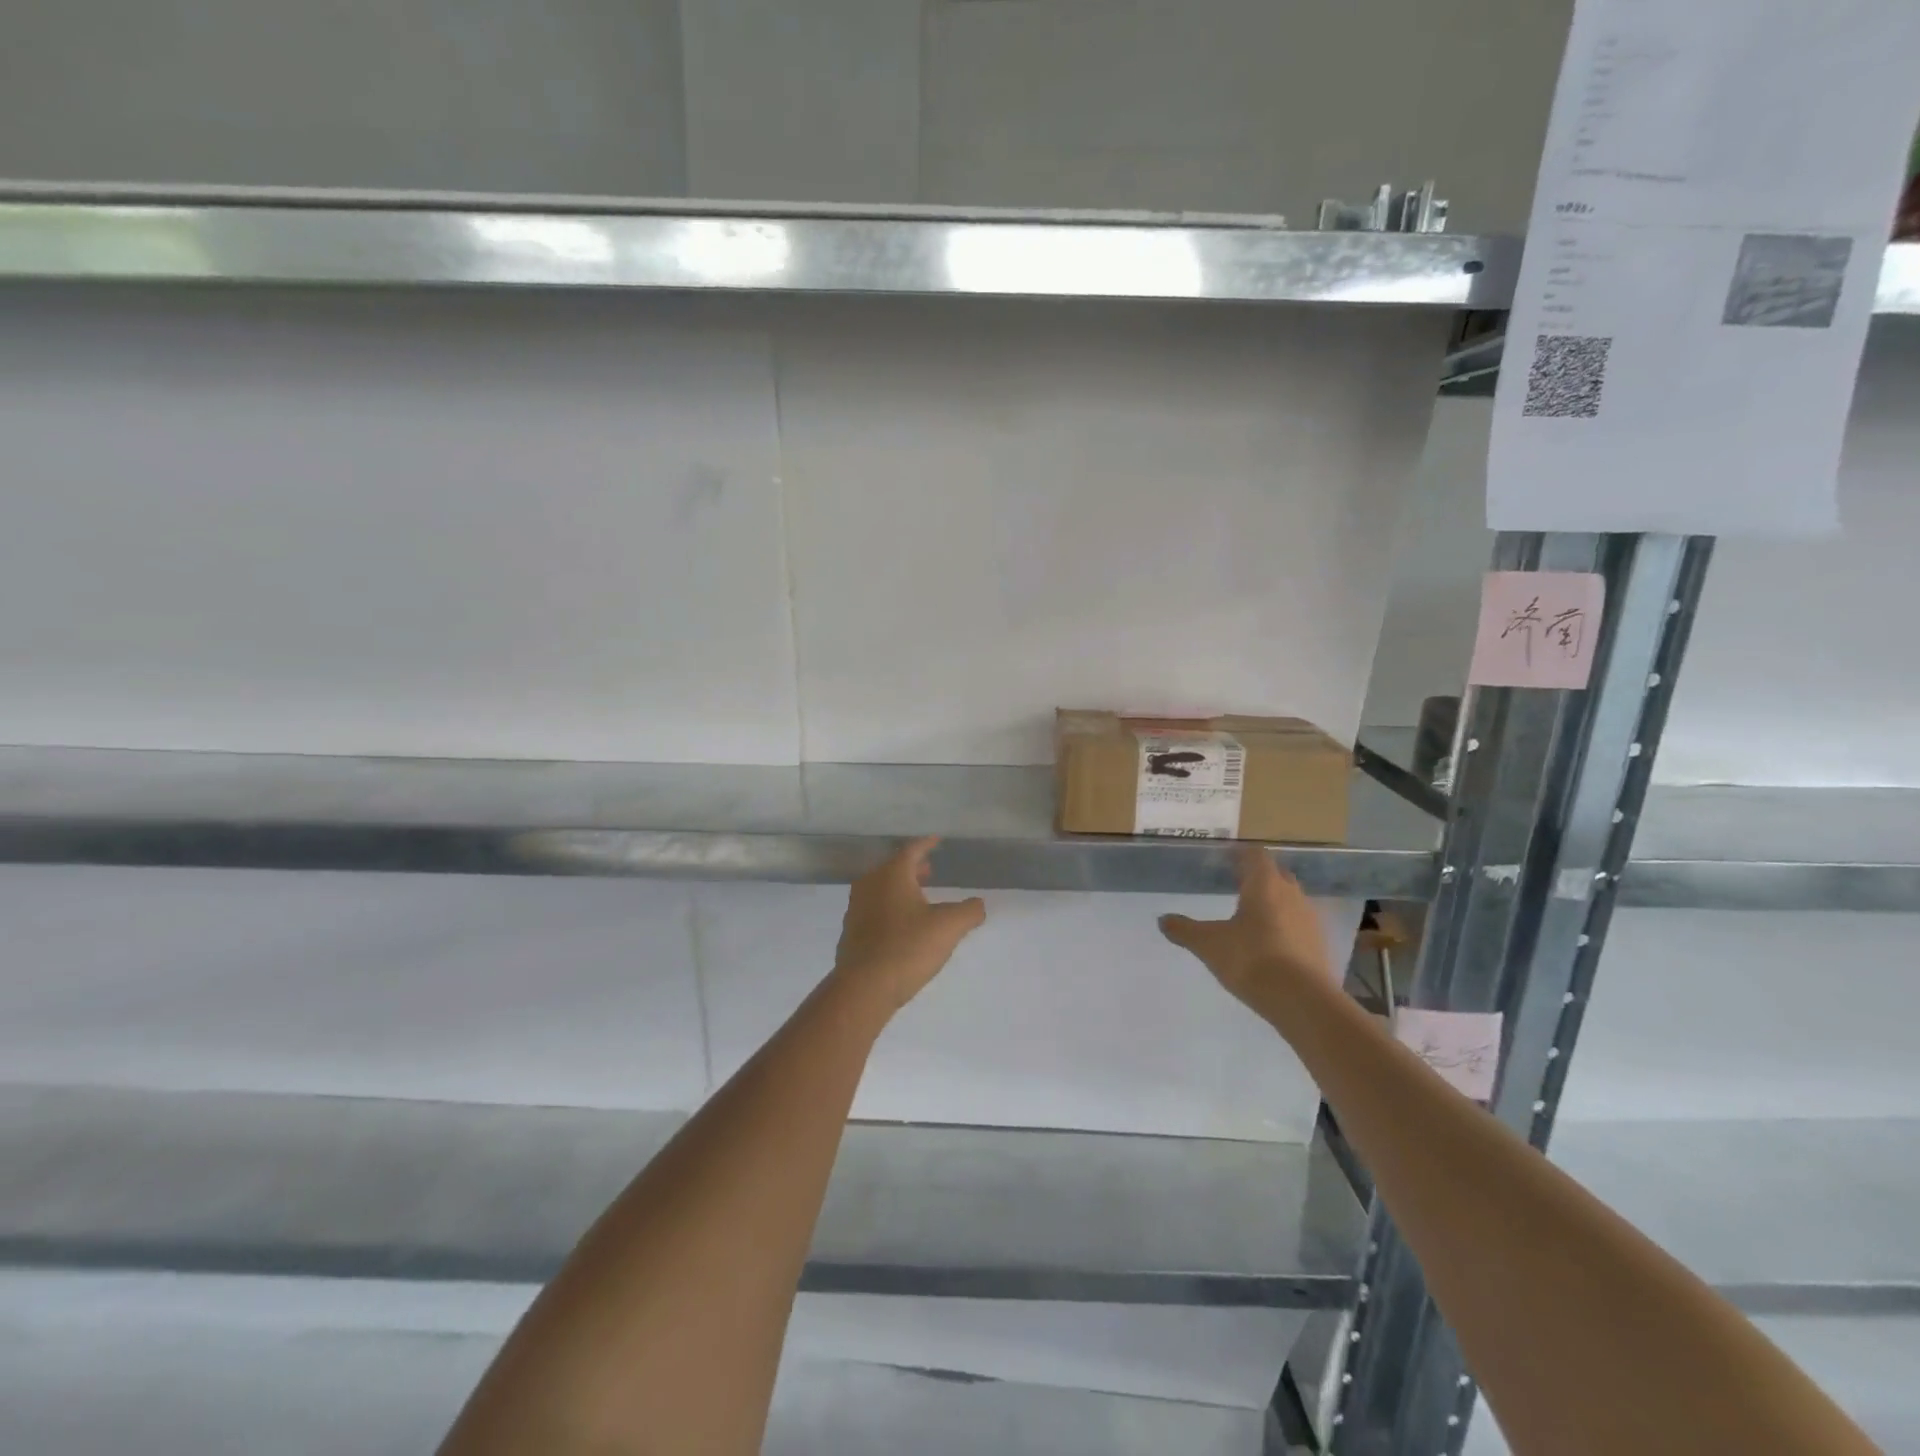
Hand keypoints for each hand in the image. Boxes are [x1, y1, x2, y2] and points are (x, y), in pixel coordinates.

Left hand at [831, 837, 986, 1012]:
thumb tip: (978, 904)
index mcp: (892, 875)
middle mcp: (870, 885)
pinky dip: (890, 908)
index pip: (912, 850)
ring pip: (881, 888)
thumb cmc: (907, 948)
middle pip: (893, 868)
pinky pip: (874, 909)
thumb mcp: (948, 927)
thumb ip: (969, 911)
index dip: (927, 844)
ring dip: (901, 888)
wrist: (864, 988)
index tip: (936, 840)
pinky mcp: (851, 932)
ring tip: (919, 897)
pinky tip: (902, 925)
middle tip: (929, 870)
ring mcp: (856, 909)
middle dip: (913, 867)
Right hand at [1159, 845, 1331, 1014]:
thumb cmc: (1251, 960)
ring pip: (1290, 900)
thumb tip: (1162, 920)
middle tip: (1237, 882)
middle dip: (1258, 876)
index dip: (1240, 854)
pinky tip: (1271, 943)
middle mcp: (1291, 895)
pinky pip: (1299, 925)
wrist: (1303, 1002)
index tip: (1226, 857)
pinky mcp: (1320, 945)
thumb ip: (1185, 930)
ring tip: (1253, 915)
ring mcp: (1310, 920)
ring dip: (1274, 902)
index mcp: (1264, 885)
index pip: (1255, 855)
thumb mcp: (1209, 944)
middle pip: (1276, 874)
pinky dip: (1285, 927)